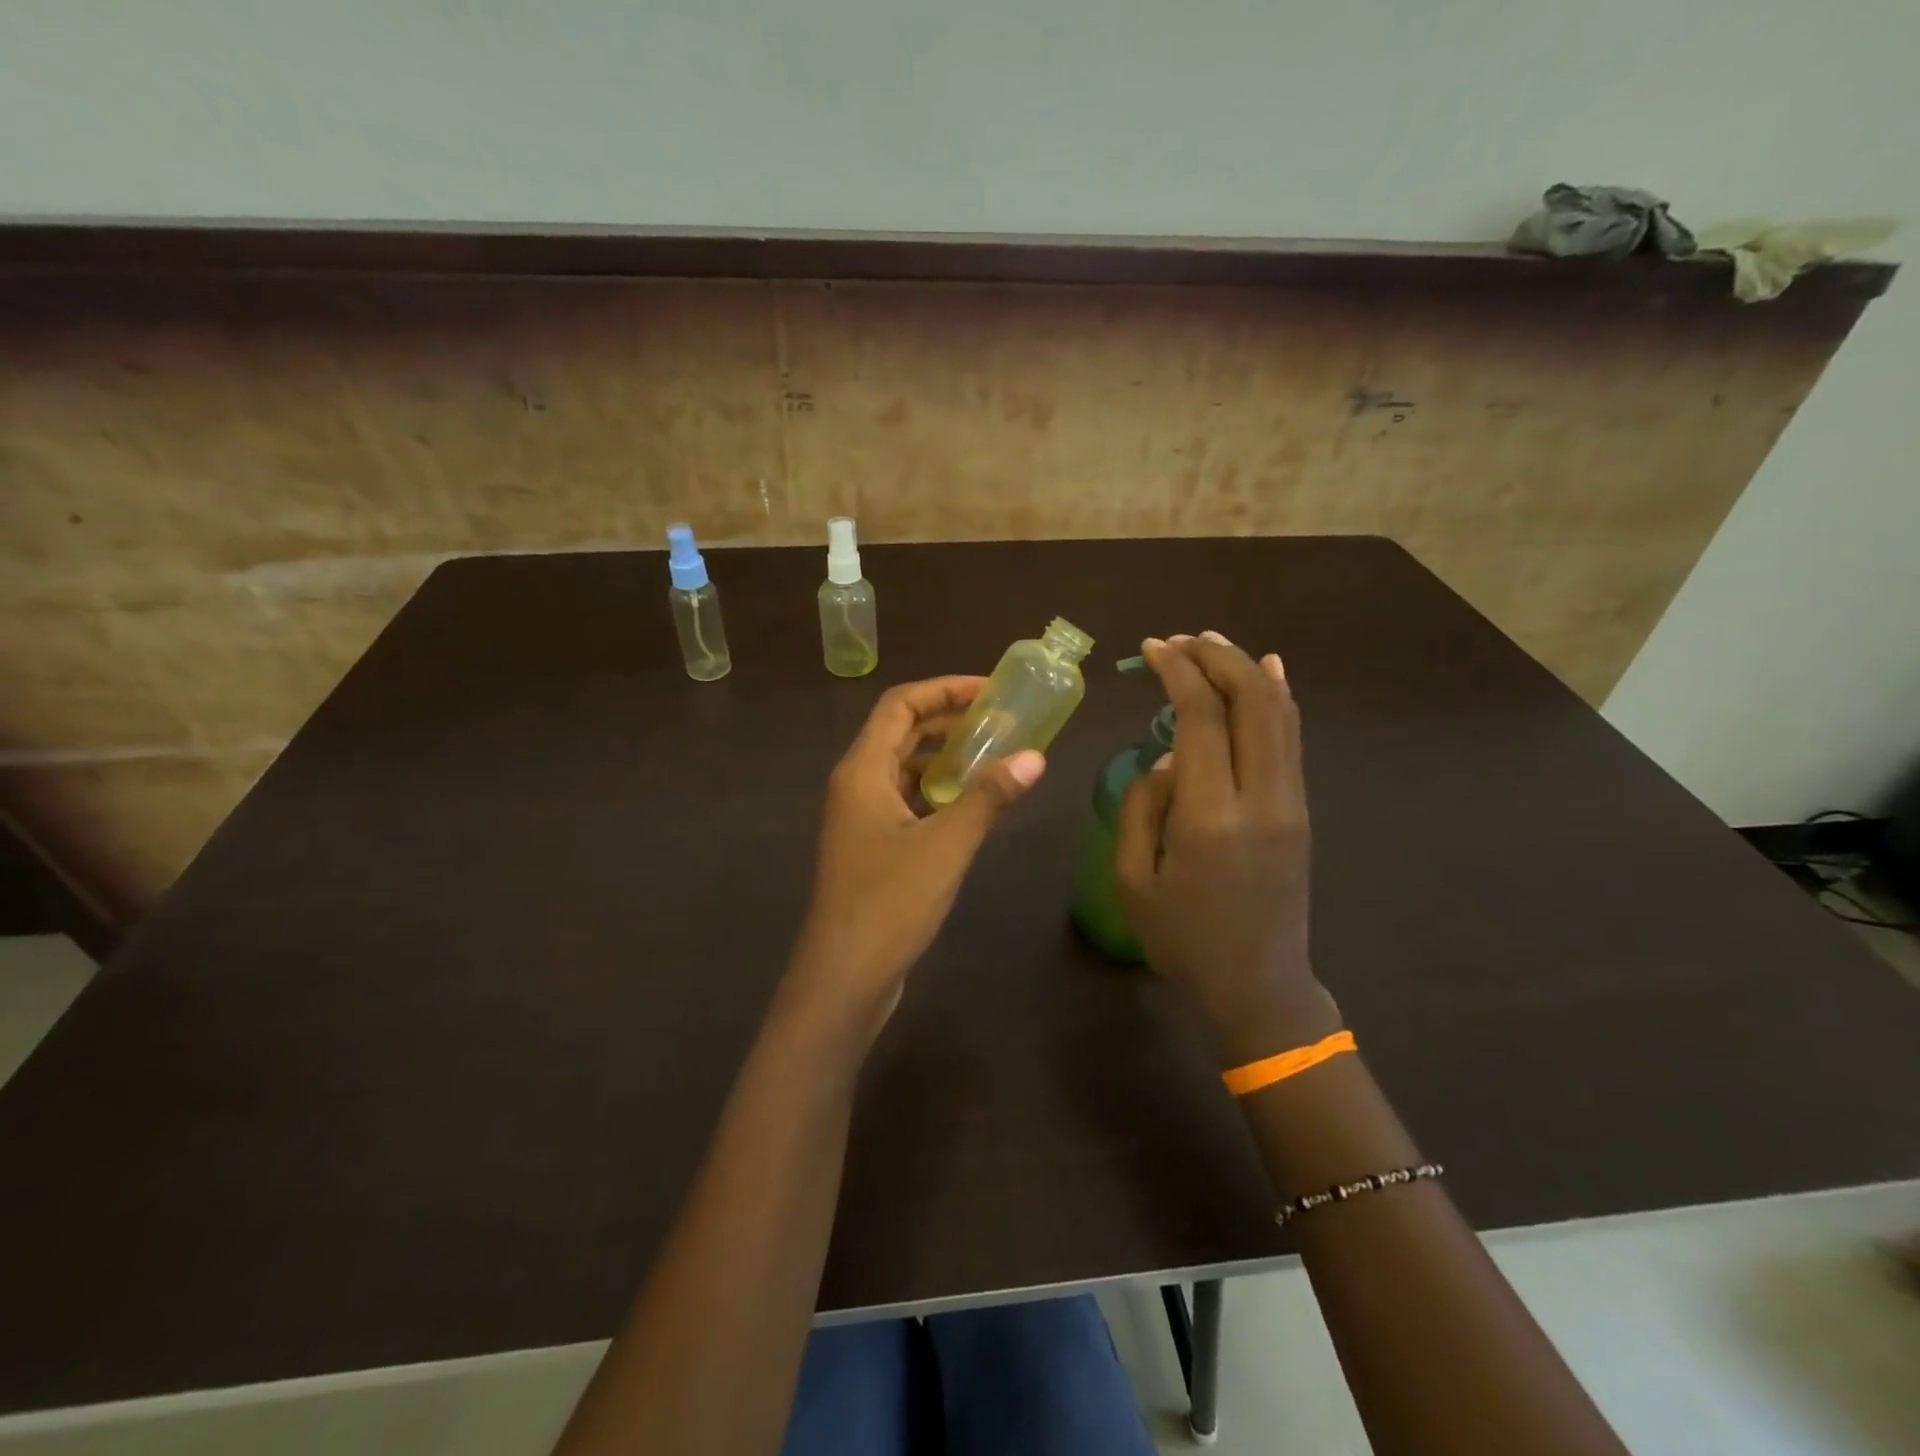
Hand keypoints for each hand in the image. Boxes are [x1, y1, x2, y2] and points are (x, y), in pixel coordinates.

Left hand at [785, 677, 1044, 1037]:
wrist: (843, 977)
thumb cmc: (889, 903)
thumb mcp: (946, 845)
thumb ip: (988, 798)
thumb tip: (1035, 757)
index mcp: (862, 770)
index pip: (900, 705)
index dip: (944, 689)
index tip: (990, 690)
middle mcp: (855, 785)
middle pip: (899, 732)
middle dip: (947, 720)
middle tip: (999, 720)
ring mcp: (859, 818)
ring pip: (902, 767)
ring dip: (942, 756)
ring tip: (992, 755)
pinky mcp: (870, 847)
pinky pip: (904, 799)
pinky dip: (935, 790)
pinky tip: (969, 804)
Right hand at [1116, 633, 1339, 1064]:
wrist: (1259, 987)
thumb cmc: (1183, 941)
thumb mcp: (1135, 879)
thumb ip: (1144, 806)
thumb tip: (1168, 755)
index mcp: (1210, 817)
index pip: (1201, 717)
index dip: (1177, 671)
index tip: (1152, 648)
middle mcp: (1261, 797)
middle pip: (1251, 699)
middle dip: (1215, 657)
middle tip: (1179, 640)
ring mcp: (1291, 802)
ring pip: (1279, 712)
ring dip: (1246, 669)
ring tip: (1212, 644)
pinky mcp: (1302, 810)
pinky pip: (1291, 738)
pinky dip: (1276, 697)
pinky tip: (1264, 671)